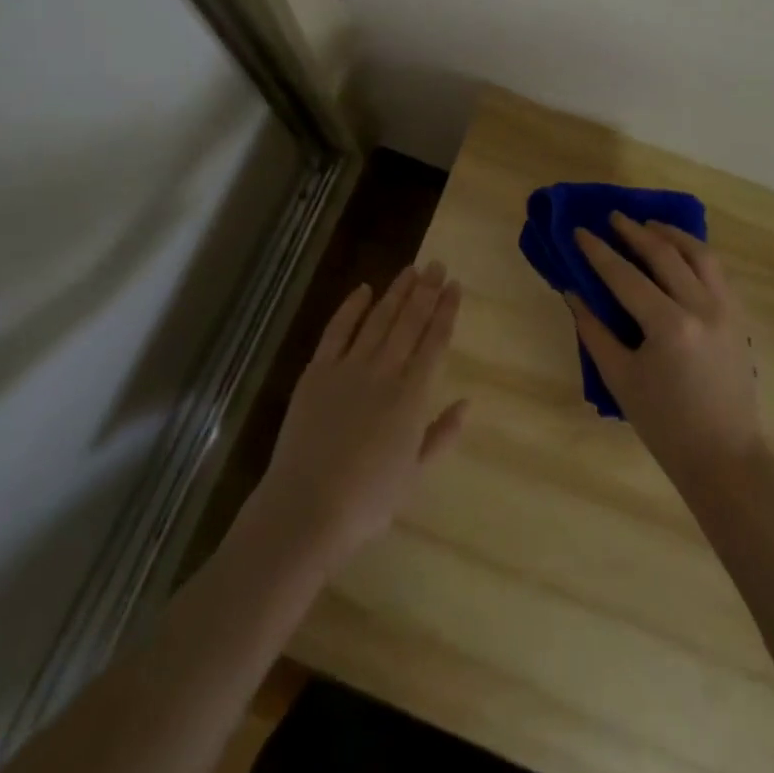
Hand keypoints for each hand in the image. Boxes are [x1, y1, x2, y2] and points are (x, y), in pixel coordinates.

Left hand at [249, 262, 468, 568]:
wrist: (307, 508)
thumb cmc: (367, 500)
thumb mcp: (415, 474)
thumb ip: (442, 434)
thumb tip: (467, 402)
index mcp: (412, 396)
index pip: (435, 342)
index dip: (446, 311)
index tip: (454, 286)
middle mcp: (384, 371)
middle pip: (409, 322)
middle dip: (426, 291)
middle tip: (437, 264)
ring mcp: (349, 367)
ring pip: (378, 319)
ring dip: (396, 292)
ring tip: (411, 269)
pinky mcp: (318, 371)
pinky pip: (337, 330)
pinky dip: (351, 308)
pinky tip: (364, 289)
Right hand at [570, 214, 764, 487]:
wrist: (725, 457)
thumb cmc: (665, 424)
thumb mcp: (620, 378)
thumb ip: (594, 330)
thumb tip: (573, 292)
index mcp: (669, 326)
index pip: (626, 276)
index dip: (599, 252)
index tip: (580, 231)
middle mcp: (702, 308)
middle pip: (665, 254)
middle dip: (635, 232)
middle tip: (612, 218)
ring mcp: (726, 310)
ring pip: (700, 254)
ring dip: (671, 234)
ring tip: (649, 225)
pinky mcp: (739, 318)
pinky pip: (717, 272)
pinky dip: (696, 253)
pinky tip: (680, 253)